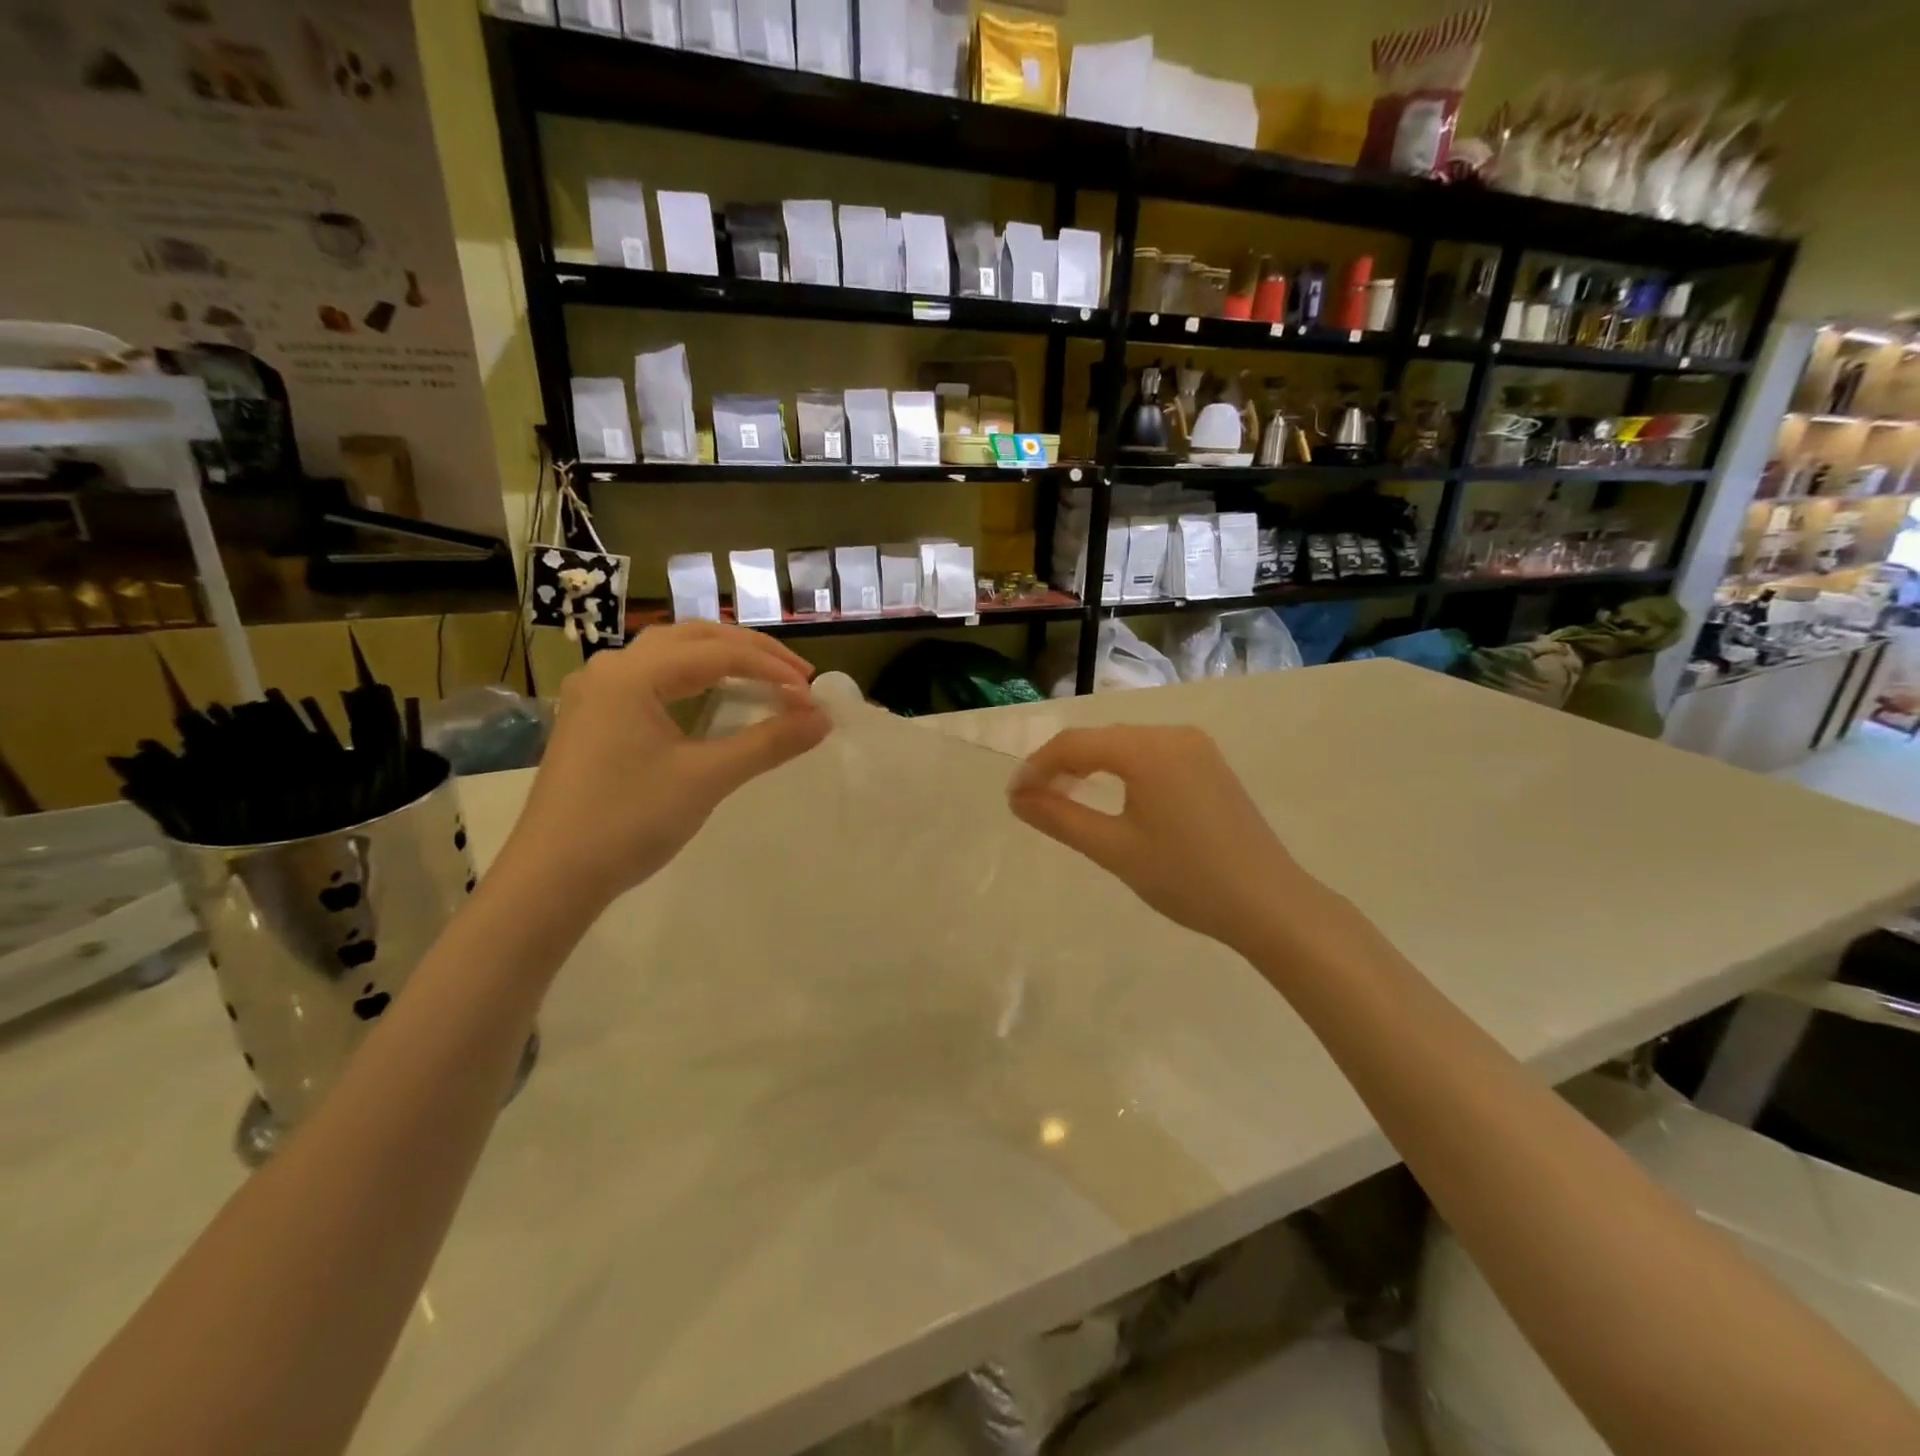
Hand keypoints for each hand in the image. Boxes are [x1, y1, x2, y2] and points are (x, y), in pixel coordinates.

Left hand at [501, 623, 829, 907]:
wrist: (552, 878)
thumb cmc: (629, 821)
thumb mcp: (707, 778)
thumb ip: (769, 742)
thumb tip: (823, 719)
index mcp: (632, 674)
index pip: (718, 653)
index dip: (771, 668)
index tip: (811, 694)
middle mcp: (610, 669)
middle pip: (691, 639)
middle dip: (749, 651)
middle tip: (795, 675)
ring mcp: (596, 694)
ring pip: (669, 655)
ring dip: (720, 659)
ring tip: (762, 677)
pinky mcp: (592, 719)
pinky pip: (652, 680)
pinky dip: (693, 679)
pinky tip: (712, 697)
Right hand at [1008, 725, 1329, 955]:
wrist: (1270, 903)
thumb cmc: (1186, 879)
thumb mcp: (1114, 850)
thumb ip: (1060, 818)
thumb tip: (1017, 798)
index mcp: (1148, 750)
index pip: (1074, 745)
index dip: (1037, 767)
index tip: (1013, 797)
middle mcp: (1172, 734)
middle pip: (1100, 740)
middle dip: (1062, 765)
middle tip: (1034, 801)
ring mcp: (1196, 747)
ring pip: (1125, 745)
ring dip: (1091, 766)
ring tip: (1066, 798)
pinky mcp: (1210, 764)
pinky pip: (1151, 755)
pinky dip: (1122, 770)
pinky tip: (1113, 796)